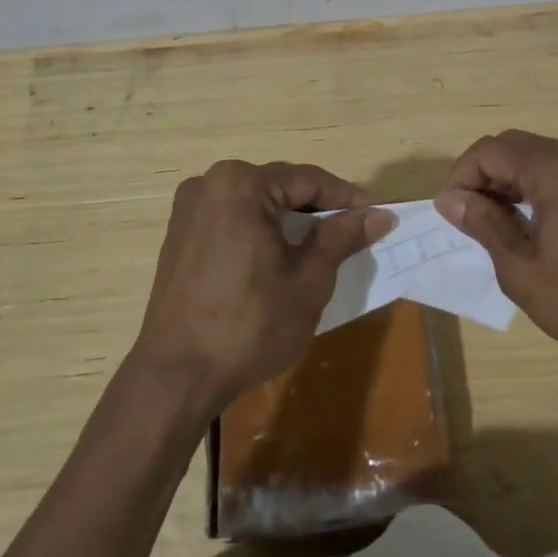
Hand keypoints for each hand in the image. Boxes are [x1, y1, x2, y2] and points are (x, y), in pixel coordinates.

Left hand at [131, 160, 393, 414]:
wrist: (177, 376)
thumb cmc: (250, 324)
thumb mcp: (309, 280)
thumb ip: (342, 237)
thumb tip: (380, 215)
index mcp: (241, 185)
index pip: (307, 180)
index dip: (346, 198)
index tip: (377, 216)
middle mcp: (209, 184)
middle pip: (278, 187)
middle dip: (316, 208)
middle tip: (352, 232)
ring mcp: (188, 209)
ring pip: (254, 203)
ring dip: (287, 220)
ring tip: (320, 245)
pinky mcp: (178, 235)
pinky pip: (231, 220)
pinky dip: (259, 231)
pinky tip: (278, 257)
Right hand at [434, 130, 557, 369]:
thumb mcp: (523, 270)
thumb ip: (484, 225)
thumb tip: (449, 199)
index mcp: (557, 170)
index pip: (491, 150)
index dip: (462, 175)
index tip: (454, 214)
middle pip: (515, 145)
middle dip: (484, 175)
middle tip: (472, 218)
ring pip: (538, 157)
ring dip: (509, 181)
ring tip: (498, 225)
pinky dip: (536, 187)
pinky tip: (532, 224)